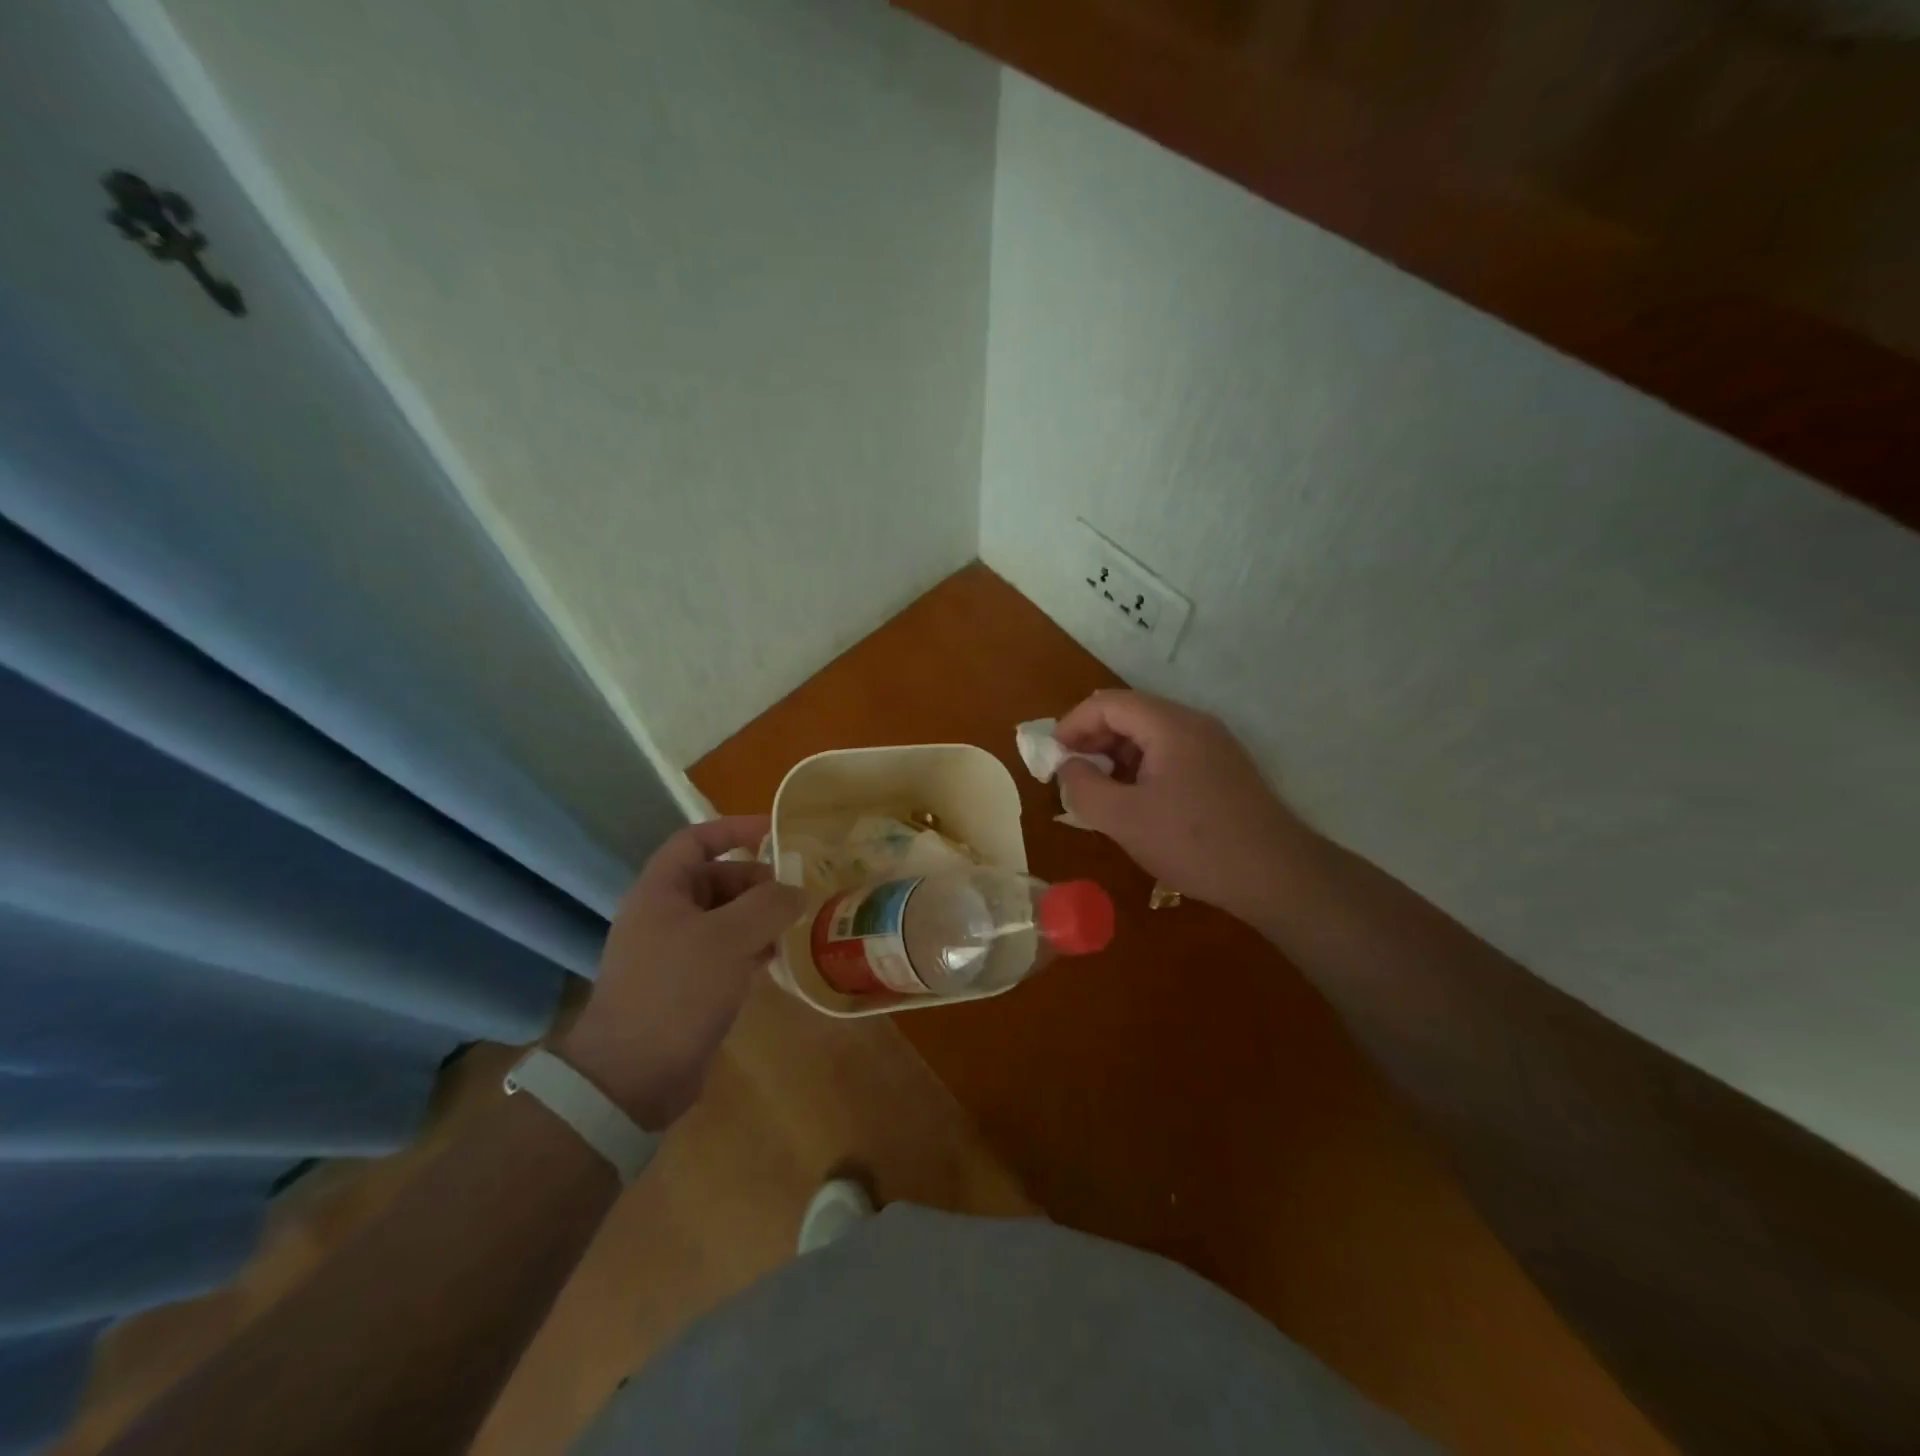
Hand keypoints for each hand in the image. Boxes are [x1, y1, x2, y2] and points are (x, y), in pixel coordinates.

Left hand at [559, 816, 804, 1129]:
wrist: (631, 1076)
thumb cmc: (677, 990)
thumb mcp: (729, 938)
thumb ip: (769, 905)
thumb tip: (797, 891)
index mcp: (660, 891)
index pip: (696, 840)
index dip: (735, 829)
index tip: (776, 832)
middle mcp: (662, 915)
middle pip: (715, 879)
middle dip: (756, 881)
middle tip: (796, 893)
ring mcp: (672, 952)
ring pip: (723, 918)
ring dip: (758, 916)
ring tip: (796, 925)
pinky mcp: (684, 985)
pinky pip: (723, 951)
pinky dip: (750, 947)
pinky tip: (777, 959)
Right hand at [1054, 690, 1307, 924]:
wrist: (1277, 875)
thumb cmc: (1194, 843)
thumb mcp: (1124, 819)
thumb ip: (1083, 787)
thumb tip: (1067, 767)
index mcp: (1169, 725)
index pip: (1107, 703)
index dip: (1072, 725)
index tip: (1051, 758)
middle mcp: (1193, 724)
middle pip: (1129, 714)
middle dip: (1092, 740)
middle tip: (1070, 776)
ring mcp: (1213, 746)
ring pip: (1149, 736)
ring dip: (1116, 757)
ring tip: (1098, 793)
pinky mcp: (1222, 770)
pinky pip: (1170, 755)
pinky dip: (1141, 769)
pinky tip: (1134, 803)